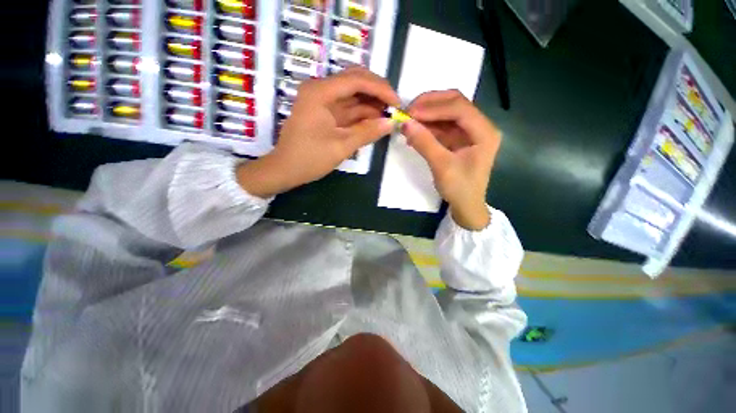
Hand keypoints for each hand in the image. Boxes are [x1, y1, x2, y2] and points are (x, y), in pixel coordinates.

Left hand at [237, 67, 398, 197]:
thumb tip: (391, 123)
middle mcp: (321, 90)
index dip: (381, 89)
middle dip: (378, 92)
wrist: (285, 170)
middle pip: (355, 81)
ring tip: (389, 116)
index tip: (397, 103)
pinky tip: (375, 121)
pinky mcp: (325, 112)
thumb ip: (367, 132)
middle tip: (395, 107)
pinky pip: (348, 108)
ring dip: (372, 104)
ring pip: (353, 95)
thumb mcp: (341, 146)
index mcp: (320, 92)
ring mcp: (323, 101)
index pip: (357, 80)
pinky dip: (362, 114)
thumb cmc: (309, 158)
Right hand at [404, 90, 501, 230]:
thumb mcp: (441, 166)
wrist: (466, 206)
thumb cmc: (459, 189)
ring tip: (408, 121)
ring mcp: (469, 132)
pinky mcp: (458, 139)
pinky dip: (428, 127)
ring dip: (427, 115)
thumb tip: (405, 123)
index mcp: (484, 132)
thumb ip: (424, 143)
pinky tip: (414, 132)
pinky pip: (442, 126)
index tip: (411, 113)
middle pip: (455, 104)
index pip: (460, 109)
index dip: (434, 107)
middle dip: (430, 105)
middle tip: (408, 111)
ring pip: (447, 113)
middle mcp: (479, 127)